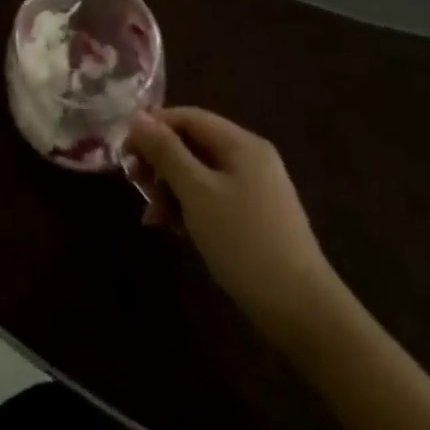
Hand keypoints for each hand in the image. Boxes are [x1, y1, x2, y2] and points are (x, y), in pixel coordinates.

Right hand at [127, 107, 340, 345]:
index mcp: (241, 143)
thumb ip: (166, 151)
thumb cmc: (244, 243)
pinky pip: (213, 196)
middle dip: (161, 162)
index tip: (125, 153)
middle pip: (193, 143)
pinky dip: (190, 206)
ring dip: (172, 188)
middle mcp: (251, 157)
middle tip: (136, 186)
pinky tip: (175, 230)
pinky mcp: (256, 218)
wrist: (304, 313)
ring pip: (200, 173)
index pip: (187, 116)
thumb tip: (137, 116)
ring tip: (153, 217)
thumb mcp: (197, 193)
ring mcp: (256, 189)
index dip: (153, 128)